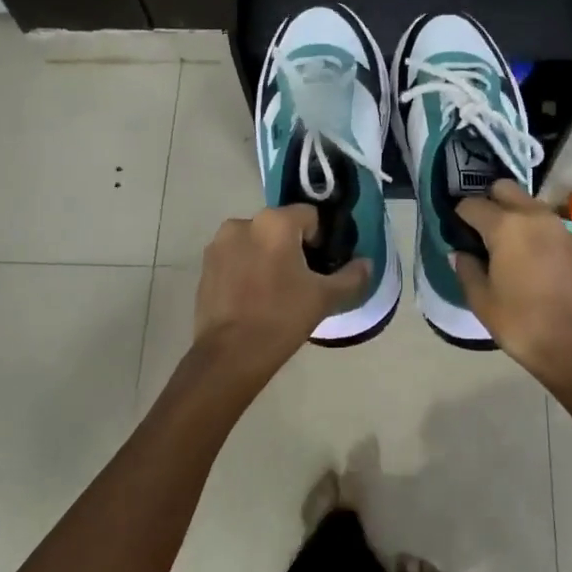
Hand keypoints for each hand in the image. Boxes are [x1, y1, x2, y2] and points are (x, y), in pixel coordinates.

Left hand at [192, 205, 370, 385]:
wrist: (230, 355)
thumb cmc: (282, 317)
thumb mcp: (325, 298)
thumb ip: (351, 277)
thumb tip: (366, 264)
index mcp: (274, 222)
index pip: (310, 216)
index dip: (321, 239)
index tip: (322, 267)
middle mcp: (242, 223)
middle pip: (280, 227)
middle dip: (293, 247)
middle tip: (302, 281)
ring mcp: (219, 245)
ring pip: (256, 242)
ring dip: (267, 257)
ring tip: (275, 292)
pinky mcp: (205, 266)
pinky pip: (235, 258)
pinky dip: (247, 270)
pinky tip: (253, 298)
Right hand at [454, 181, 571, 389]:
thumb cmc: (521, 323)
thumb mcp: (481, 300)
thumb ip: (466, 268)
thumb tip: (463, 253)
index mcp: (506, 226)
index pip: (472, 204)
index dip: (459, 217)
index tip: (456, 233)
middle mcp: (534, 216)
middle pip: (504, 189)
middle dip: (488, 203)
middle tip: (480, 233)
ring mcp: (560, 226)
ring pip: (528, 204)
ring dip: (513, 215)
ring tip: (506, 247)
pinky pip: (547, 223)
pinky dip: (534, 230)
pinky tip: (530, 259)